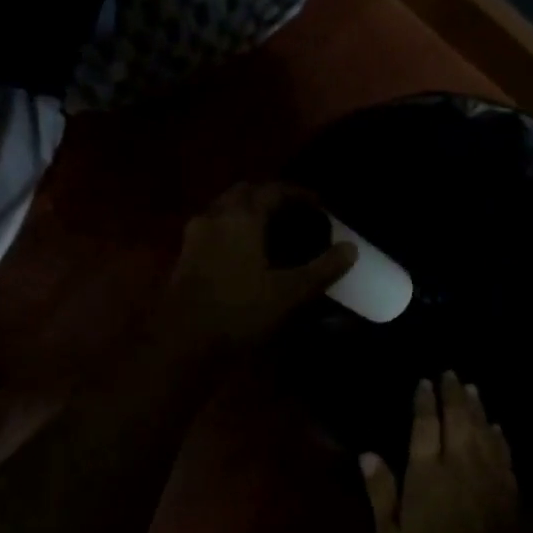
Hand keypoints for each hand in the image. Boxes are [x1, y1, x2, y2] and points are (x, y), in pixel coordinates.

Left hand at [162, 182, 356, 353]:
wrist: (181, 342)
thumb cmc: (239, 311)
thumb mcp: (289, 293)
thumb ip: (322, 268)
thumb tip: (351, 248)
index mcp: (241, 217)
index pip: (273, 190)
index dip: (298, 194)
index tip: (319, 205)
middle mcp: (215, 216)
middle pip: (244, 193)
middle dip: (270, 198)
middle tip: (294, 214)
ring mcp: (195, 235)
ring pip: (225, 210)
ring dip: (248, 213)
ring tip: (272, 233)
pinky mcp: (185, 256)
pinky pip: (214, 228)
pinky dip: (233, 230)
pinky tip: (247, 254)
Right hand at [361, 373, 519, 532]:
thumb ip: (381, 492)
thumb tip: (368, 453)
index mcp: (427, 474)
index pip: (425, 426)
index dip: (425, 402)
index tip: (424, 382)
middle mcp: (460, 465)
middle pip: (459, 419)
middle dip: (454, 394)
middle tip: (451, 374)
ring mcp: (488, 477)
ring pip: (484, 431)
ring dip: (477, 408)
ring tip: (472, 389)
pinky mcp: (508, 492)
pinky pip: (503, 454)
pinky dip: (499, 437)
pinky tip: (497, 429)